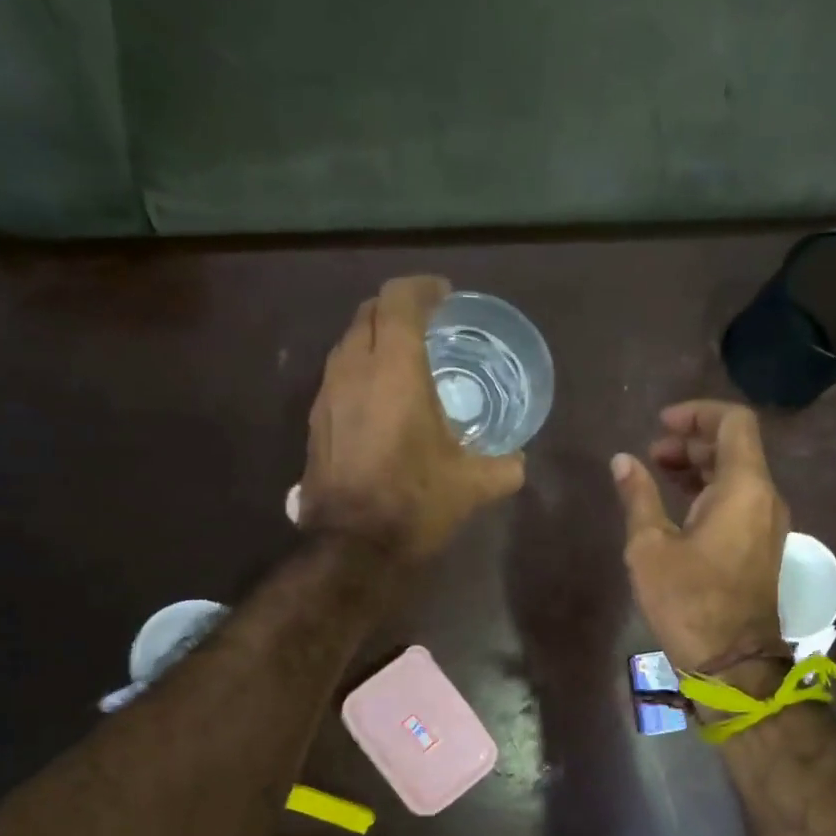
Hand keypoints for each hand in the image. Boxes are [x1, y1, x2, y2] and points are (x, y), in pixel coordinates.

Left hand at [301, 276, 524, 560]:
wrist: (353, 546)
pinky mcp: (316, 421)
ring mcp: (328, 394)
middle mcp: (354, 369)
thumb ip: (504, 466)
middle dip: (398, 308)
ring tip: (403, 361)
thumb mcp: (472, 486)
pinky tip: (379, 401)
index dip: (423, 288)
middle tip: (426, 325)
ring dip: (375, 339)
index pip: (400, 299)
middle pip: (369, 312)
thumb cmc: (415, 503)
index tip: (445, 296)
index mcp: (396, 370)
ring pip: (348, 343)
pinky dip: (360, 371)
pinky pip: (338, 375)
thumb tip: (518, 462)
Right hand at [611, 400, 789, 672]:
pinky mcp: (762, 546)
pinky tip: (678, 504)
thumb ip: (638, 497)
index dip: (697, 413)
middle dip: (692, 440)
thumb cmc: (688, 601)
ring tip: (658, 474)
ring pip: (738, 475)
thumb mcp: (650, 547)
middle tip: (652, 453)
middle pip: (735, 447)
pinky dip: (710, 491)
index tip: (660, 424)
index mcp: (744, 488)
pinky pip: (740, 500)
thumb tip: (623, 461)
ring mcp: (768, 523)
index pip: (733, 423)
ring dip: (699, 466)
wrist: (732, 661)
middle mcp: (765, 498)